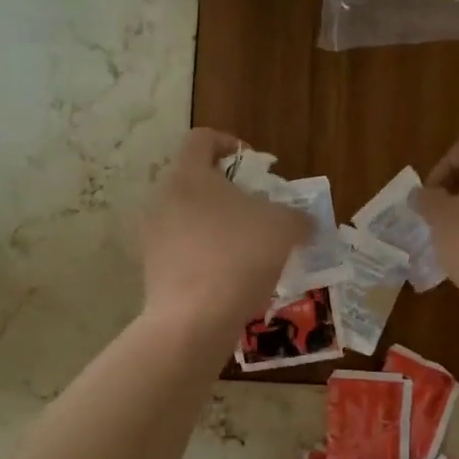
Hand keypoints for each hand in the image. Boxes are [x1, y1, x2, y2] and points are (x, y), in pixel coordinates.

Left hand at [141, 130, 309, 337]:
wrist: (194, 319)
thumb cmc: (239, 257)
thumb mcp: (285, 229)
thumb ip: (298, 217)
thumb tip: (305, 222)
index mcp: (190, 175)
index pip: (202, 139)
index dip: (230, 144)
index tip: (254, 165)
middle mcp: (164, 199)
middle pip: (196, 182)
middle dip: (229, 194)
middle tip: (258, 212)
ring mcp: (153, 237)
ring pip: (189, 219)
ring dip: (218, 228)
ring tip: (249, 250)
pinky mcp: (153, 270)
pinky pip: (184, 252)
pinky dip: (207, 257)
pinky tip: (232, 280)